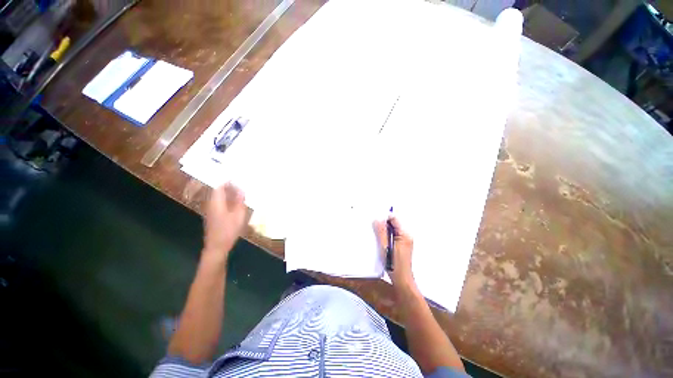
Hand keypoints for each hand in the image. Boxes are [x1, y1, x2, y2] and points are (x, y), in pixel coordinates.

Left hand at [203, 183, 247, 259]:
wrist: (217, 247)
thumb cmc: (228, 231)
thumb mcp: (238, 216)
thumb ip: (240, 202)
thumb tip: (242, 190)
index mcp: (216, 203)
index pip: (219, 187)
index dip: (227, 181)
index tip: (237, 177)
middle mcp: (211, 204)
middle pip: (218, 191)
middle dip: (229, 186)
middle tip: (242, 184)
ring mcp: (211, 211)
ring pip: (220, 197)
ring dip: (229, 193)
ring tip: (241, 192)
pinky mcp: (214, 216)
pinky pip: (220, 203)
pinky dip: (228, 200)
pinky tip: (237, 203)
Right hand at [374, 217, 416, 292]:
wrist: (402, 280)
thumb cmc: (394, 265)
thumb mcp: (385, 247)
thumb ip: (381, 232)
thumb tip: (377, 220)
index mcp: (405, 234)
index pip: (394, 219)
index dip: (384, 218)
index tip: (375, 221)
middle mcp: (406, 236)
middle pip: (394, 224)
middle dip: (383, 225)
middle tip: (374, 229)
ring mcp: (405, 241)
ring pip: (392, 230)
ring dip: (384, 231)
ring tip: (377, 237)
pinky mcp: (402, 245)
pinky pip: (393, 236)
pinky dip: (387, 237)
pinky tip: (381, 242)